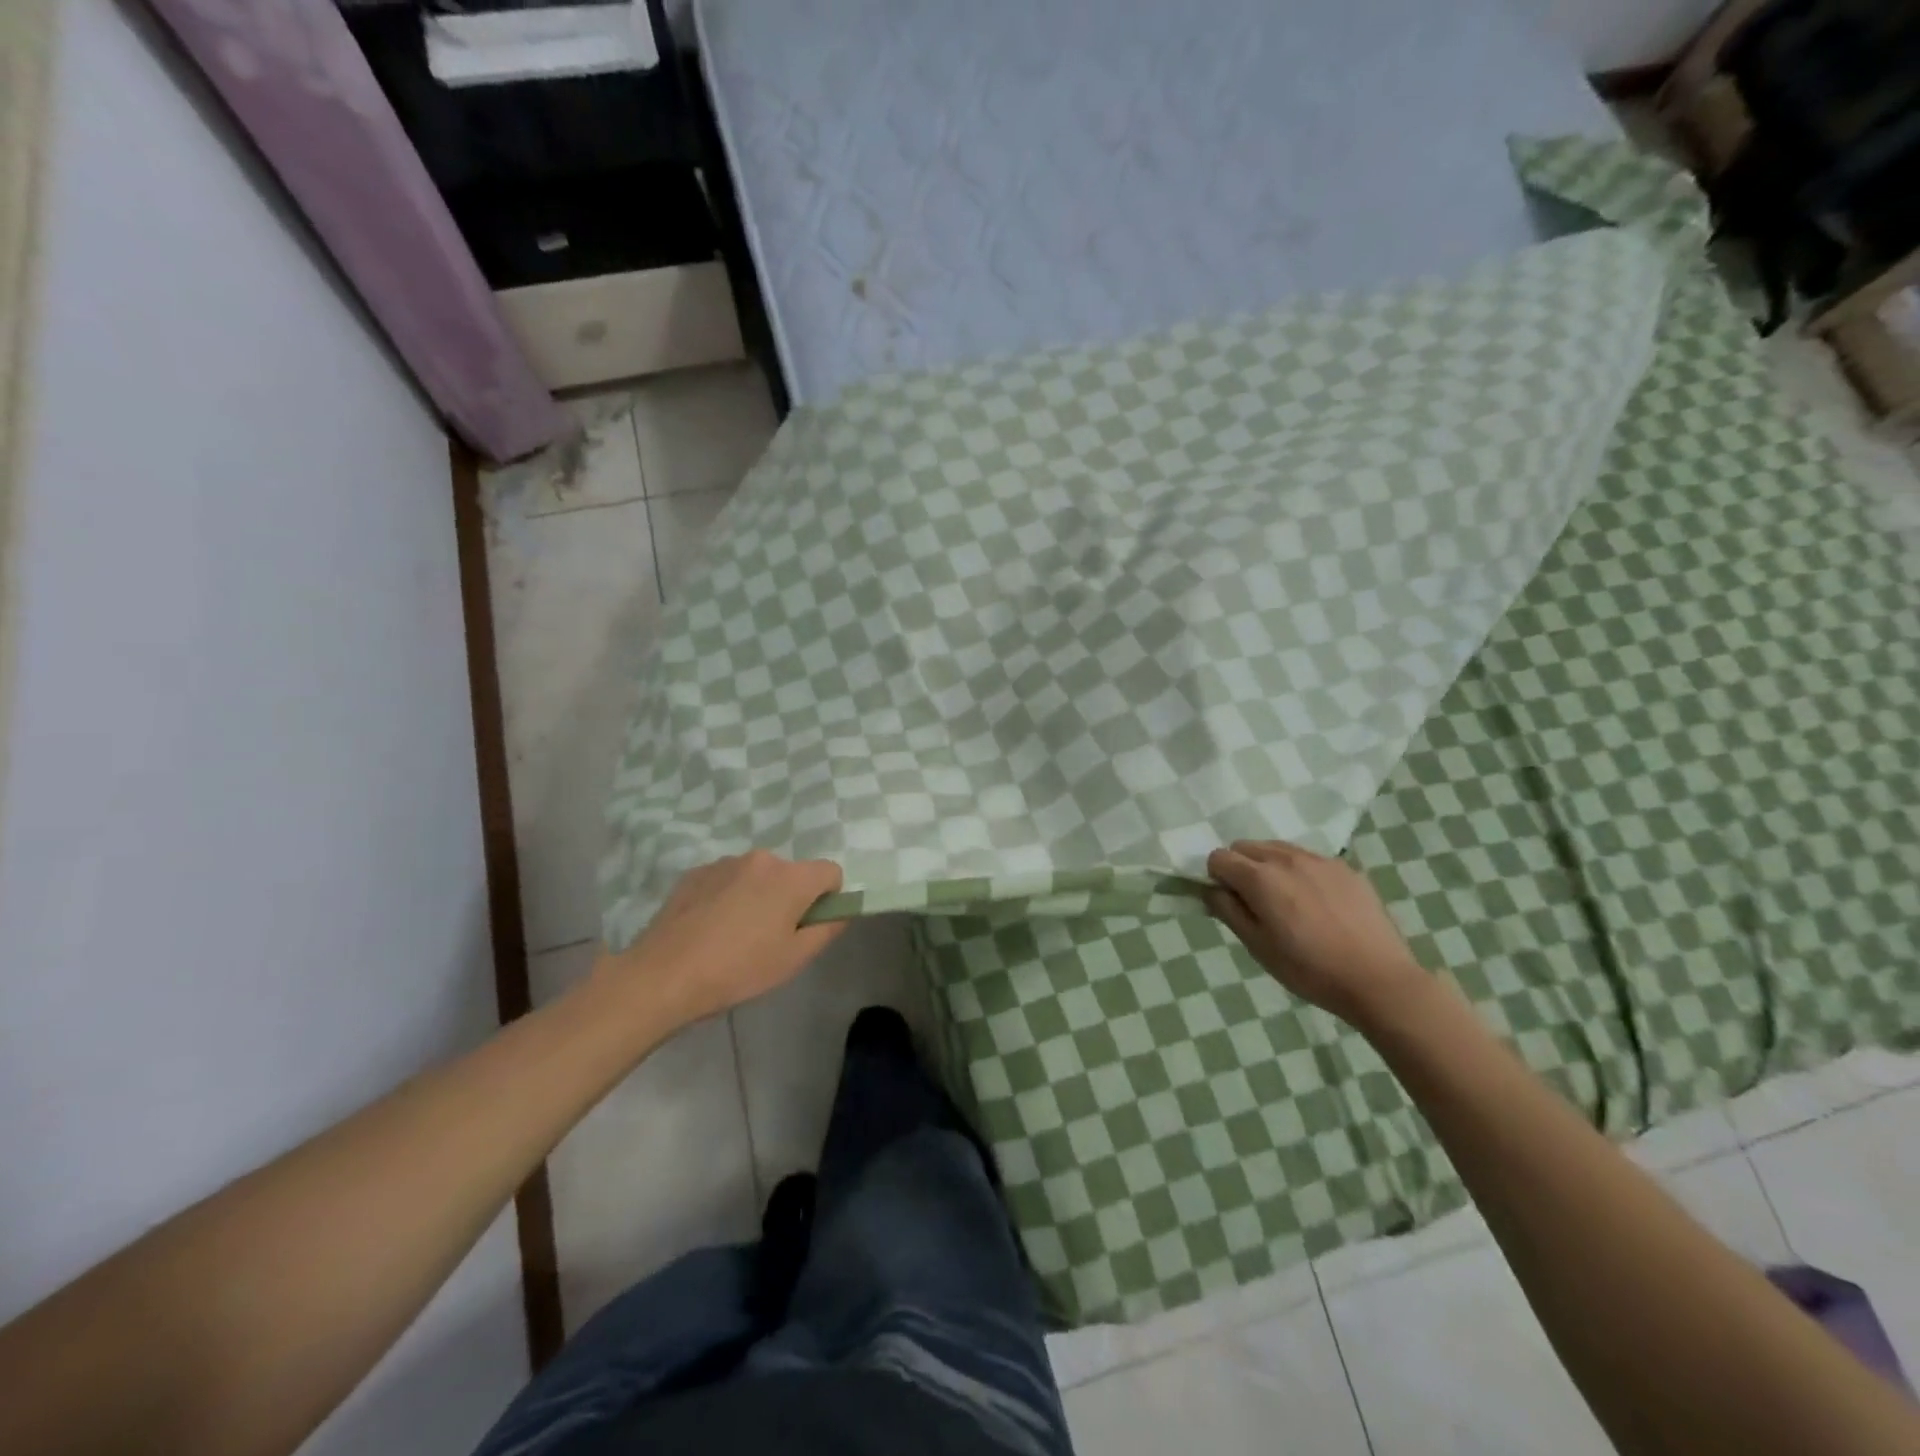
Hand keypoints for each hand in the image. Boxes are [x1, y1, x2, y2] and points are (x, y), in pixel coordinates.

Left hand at [588, 851, 846, 1031]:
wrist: (662, 975)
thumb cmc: (738, 970)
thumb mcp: (794, 959)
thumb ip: (828, 928)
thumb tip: (841, 910)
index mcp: (792, 877)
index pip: (830, 872)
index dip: (827, 899)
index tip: (807, 927)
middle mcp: (762, 859)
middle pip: (792, 874)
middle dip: (789, 898)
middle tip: (769, 938)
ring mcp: (725, 862)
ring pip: (758, 876)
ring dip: (757, 896)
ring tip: (734, 936)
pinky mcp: (695, 873)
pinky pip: (727, 880)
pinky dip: (728, 897)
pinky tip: (709, 929)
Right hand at [1206, 840, 1426, 1024]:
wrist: (1378, 979)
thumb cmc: (1309, 969)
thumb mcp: (1257, 947)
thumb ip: (1228, 911)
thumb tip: (1211, 890)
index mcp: (1260, 878)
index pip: (1219, 857)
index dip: (1216, 878)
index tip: (1229, 902)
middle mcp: (1286, 858)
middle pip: (1245, 846)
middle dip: (1240, 867)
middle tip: (1254, 902)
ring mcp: (1319, 860)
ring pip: (1277, 848)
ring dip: (1269, 866)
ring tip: (1286, 901)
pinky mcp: (1346, 868)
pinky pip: (1308, 859)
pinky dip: (1300, 871)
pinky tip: (1316, 903)